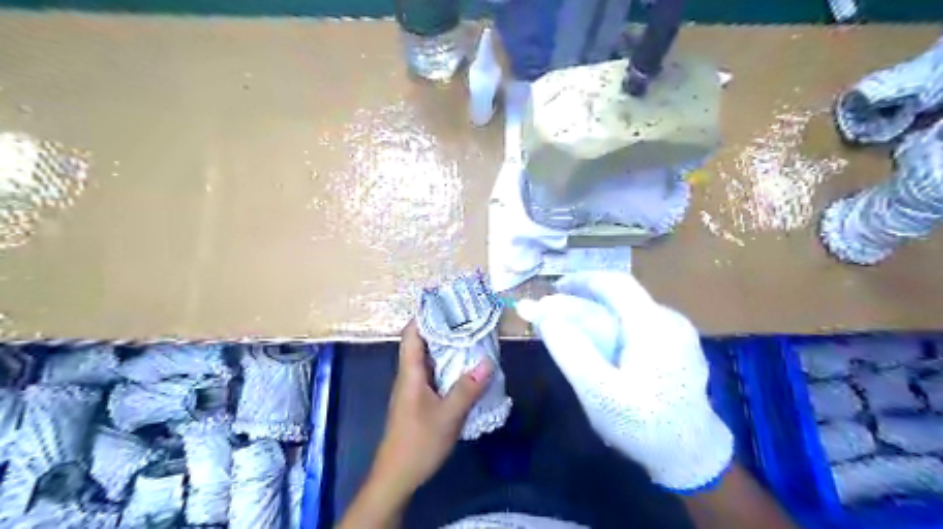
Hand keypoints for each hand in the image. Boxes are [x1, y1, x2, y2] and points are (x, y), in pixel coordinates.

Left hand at [344, 320, 496, 526]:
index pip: (412, 333)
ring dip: (447, 347)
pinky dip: (448, 365)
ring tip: (471, 336)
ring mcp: (414, 388)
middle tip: (468, 317)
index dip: (426, 315)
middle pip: (422, 342)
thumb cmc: (418, 442)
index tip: (448, 303)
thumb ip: (467, 389)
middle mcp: (410, 375)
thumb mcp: (448, 416)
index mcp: (410, 372)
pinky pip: (434, 374)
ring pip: (430, 359)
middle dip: (443, 328)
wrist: (397, 476)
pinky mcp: (420, 400)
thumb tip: (487, 361)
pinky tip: (466, 368)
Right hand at [520, 273, 731, 490]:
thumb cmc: (644, 425)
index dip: (582, 280)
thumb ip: (570, 350)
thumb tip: (544, 315)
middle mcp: (669, 321)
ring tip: (569, 333)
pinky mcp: (678, 349)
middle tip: (553, 317)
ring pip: (628, 314)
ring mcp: (678, 334)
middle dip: (582, 304)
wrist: (693, 458)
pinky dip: (612, 330)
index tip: (554, 288)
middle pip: (619, 300)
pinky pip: (638, 328)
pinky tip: (598, 350)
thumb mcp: (599, 392)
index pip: (615, 283)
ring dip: (595, 317)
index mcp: (654, 325)